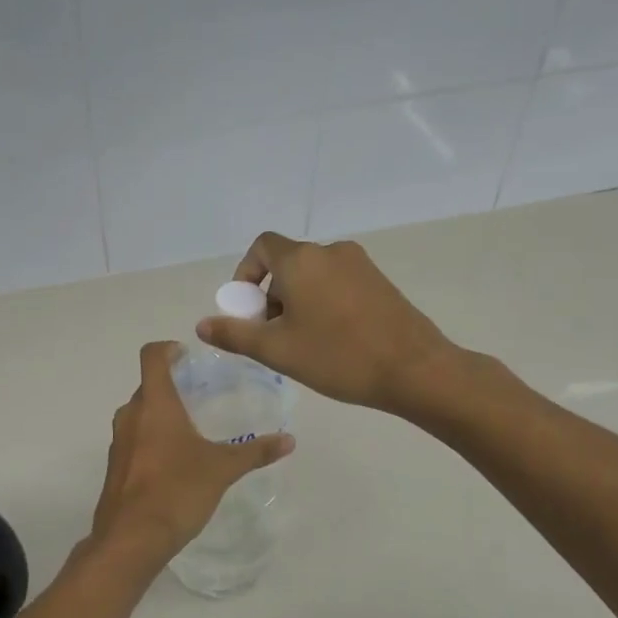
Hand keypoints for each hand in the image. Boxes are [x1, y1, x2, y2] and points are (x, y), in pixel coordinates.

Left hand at [83, 341, 294, 568]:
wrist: (130, 539)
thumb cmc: (177, 491)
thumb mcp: (222, 469)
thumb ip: (255, 452)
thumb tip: (289, 440)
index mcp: (155, 404)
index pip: (152, 356)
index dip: (168, 349)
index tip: (187, 355)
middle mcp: (131, 415)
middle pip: (148, 386)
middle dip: (171, 386)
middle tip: (200, 395)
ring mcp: (118, 442)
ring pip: (140, 414)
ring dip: (161, 414)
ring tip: (191, 428)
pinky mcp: (115, 467)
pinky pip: (134, 439)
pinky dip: (152, 439)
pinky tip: (175, 461)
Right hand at [195, 232, 463, 413]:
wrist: (415, 369)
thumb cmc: (338, 356)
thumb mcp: (277, 350)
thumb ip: (235, 334)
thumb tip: (202, 325)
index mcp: (301, 260)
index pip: (261, 247)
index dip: (246, 274)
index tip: (247, 310)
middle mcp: (330, 251)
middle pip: (287, 263)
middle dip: (271, 296)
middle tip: (272, 336)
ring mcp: (360, 264)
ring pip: (313, 276)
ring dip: (297, 301)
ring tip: (302, 343)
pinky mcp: (380, 282)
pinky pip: (338, 284)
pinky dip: (324, 302)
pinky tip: (332, 340)